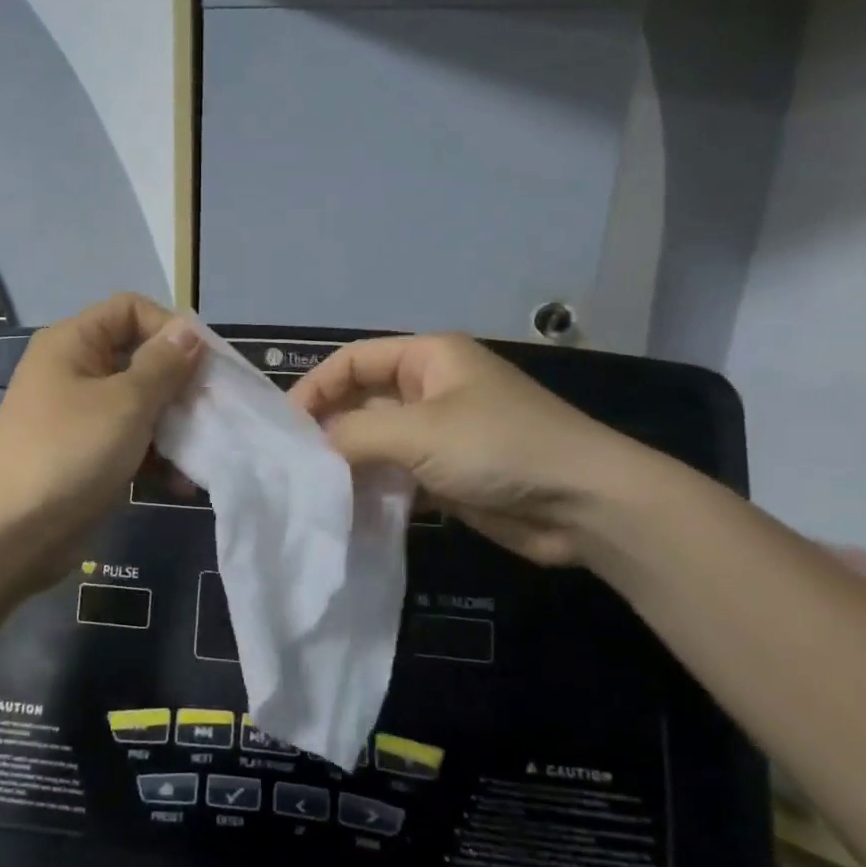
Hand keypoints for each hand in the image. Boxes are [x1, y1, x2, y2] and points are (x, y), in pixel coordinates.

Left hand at [0, 293, 201, 587]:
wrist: (9, 535)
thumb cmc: (69, 453)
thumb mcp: (126, 403)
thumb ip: (164, 365)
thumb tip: (189, 330)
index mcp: (74, 342)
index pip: (131, 309)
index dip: (170, 328)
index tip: (206, 364)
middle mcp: (75, 371)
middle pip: (140, 358)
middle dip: (180, 384)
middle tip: (213, 411)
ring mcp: (80, 416)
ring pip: (140, 405)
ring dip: (174, 426)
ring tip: (203, 452)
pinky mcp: (87, 455)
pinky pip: (130, 442)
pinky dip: (156, 457)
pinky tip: (182, 484)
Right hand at [288, 333, 652, 565]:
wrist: (583, 504)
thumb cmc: (499, 447)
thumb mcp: (419, 432)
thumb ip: (355, 435)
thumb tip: (312, 448)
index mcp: (428, 358)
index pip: (353, 361)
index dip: (314, 387)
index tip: (282, 427)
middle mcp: (431, 390)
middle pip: (362, 400)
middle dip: (327, 427)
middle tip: (289, 462)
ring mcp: (440, 434)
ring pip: (377, 441)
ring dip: (347, 461)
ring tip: (309, 487)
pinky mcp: (448, 475)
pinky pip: (396, 474)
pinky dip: (372, 488)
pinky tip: (345, 507)